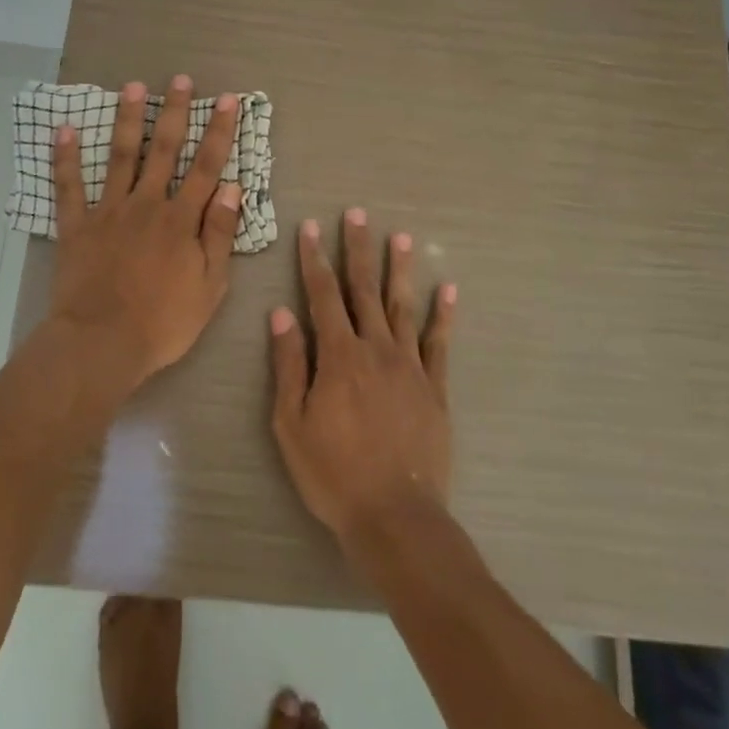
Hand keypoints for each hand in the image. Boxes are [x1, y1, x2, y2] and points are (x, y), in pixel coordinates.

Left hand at [49, 75, 242, 392]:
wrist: (102, 343)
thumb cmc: (164, 321)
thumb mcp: (210, 285)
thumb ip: (220, 233)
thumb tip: (234, 187)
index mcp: (182, 220)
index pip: (207, 167)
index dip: (220, 132)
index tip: (228, 100)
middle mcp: (147, 205)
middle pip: (163, 150)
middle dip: (175, 112)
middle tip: (180, 80)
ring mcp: (108, 212)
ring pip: (120, 157)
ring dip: (127, 120)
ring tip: (131, 87)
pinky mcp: (76, 227)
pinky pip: (69, 187)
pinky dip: (65, 159)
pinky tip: (63, 130)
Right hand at [270, 208, 456, 545]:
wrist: (394, 514)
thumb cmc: (332, 472)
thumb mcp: (291, 422)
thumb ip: (289, 364)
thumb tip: (281, 313)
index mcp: (338, 356)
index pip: (322, 295)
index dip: (315, 259)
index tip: (311, 228)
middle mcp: (376, 349)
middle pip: (364, 290)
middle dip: (358, 250)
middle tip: (357, 214)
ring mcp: (410, 366)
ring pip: (403, 307)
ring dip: (399, 270)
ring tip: (400, 237)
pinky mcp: (435, 387)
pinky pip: (440, 343)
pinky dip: (444, 314)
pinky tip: (447, 289)